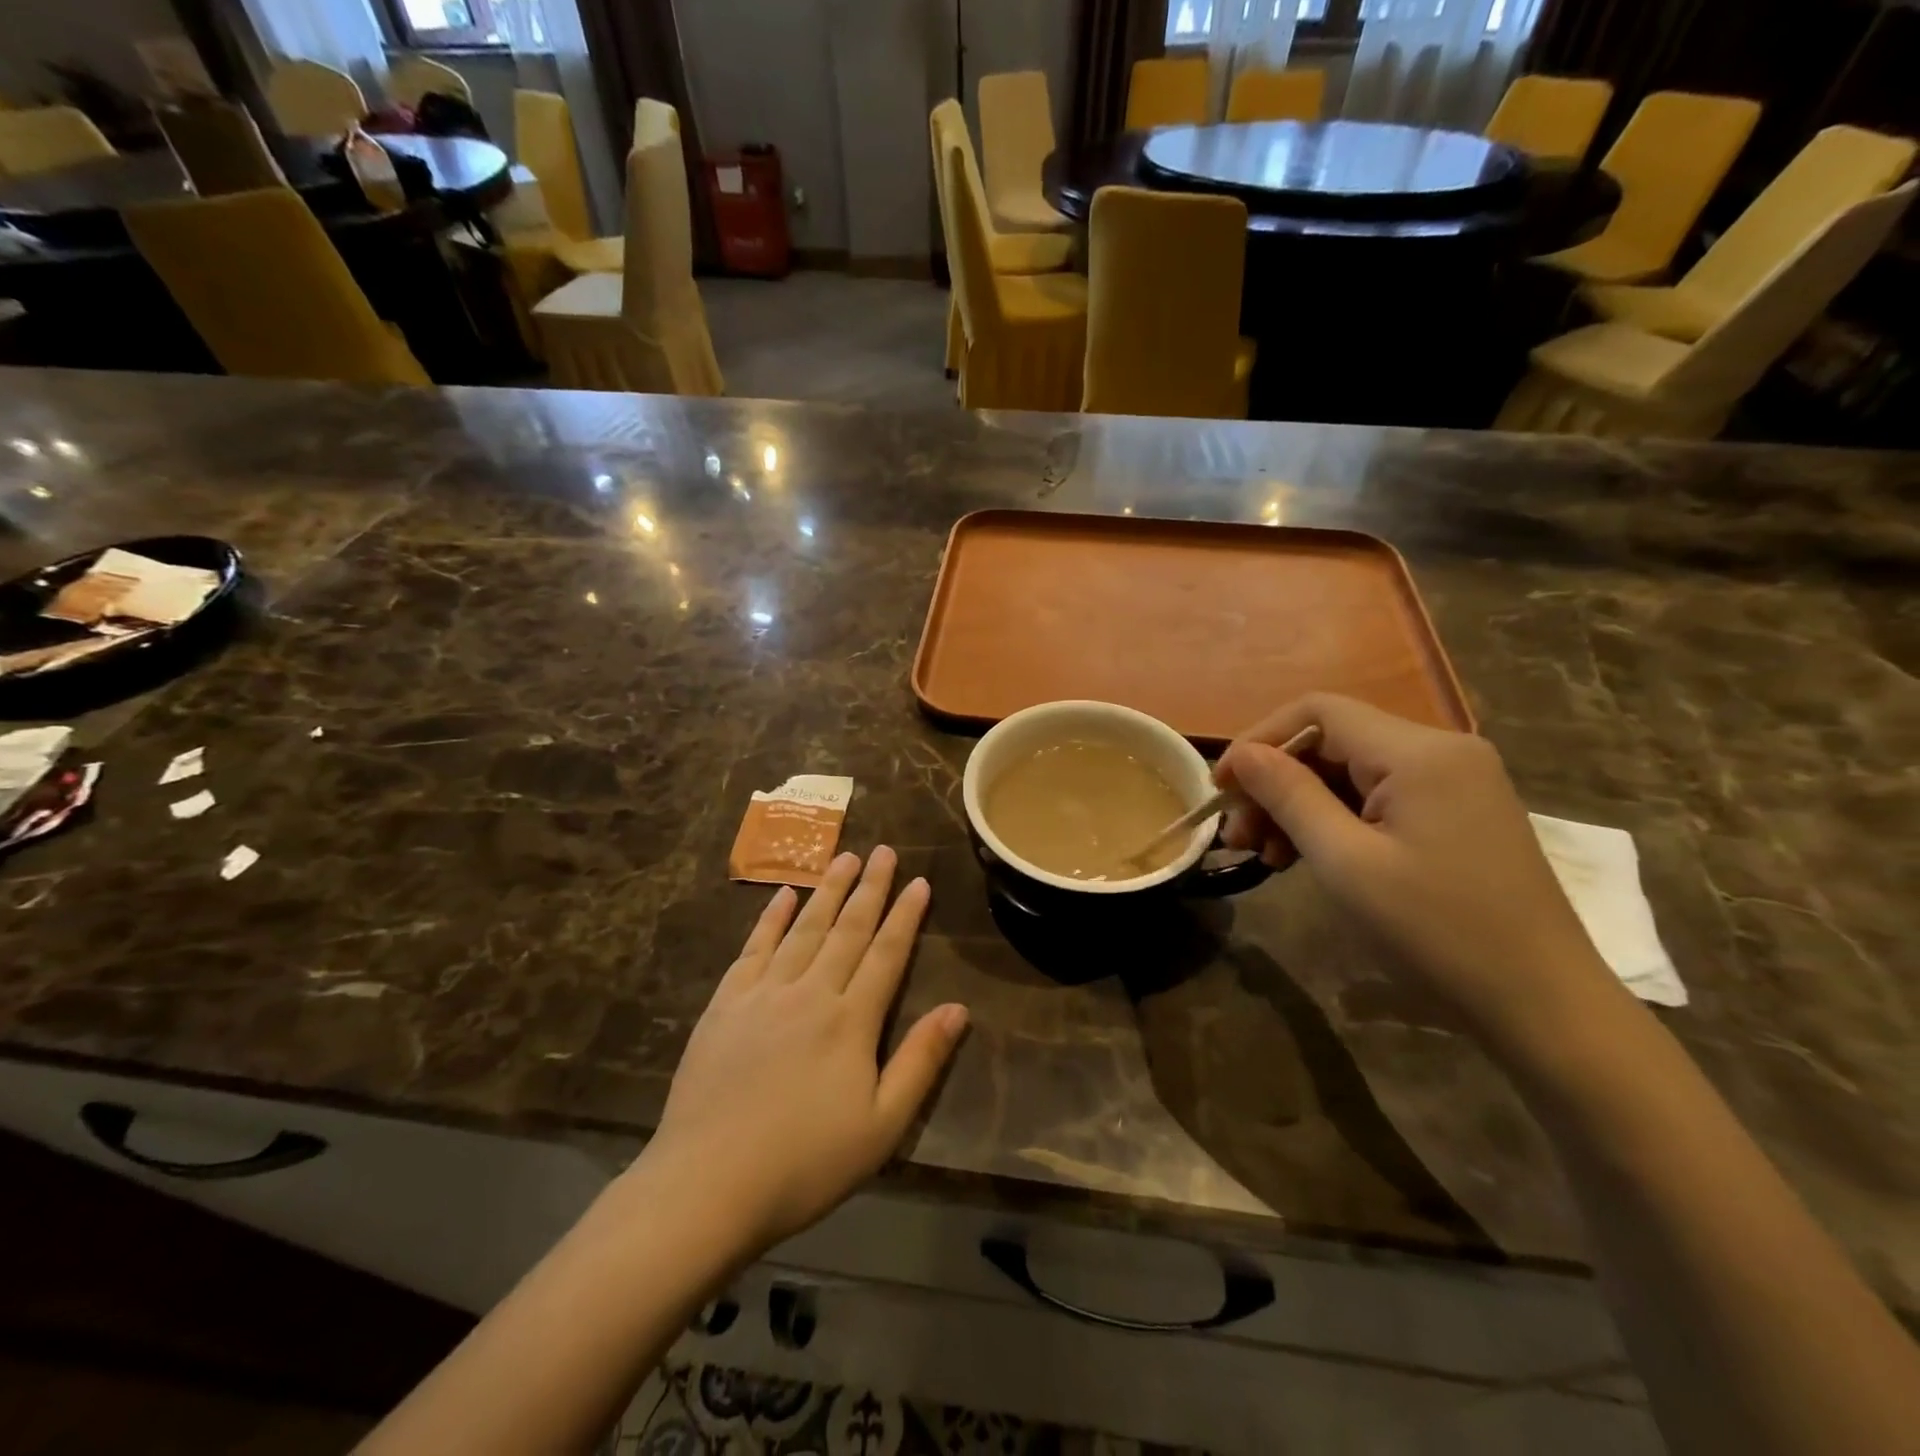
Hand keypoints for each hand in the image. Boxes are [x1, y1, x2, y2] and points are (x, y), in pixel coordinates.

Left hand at [633, 848, 967, 1258]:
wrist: (707, 1185)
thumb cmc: (804, 1163)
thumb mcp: (881, 1127)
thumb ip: (920, 1062)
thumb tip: (958, 1008)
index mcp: (851, 1021)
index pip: (886, 954)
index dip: (905, 916)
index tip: (919, 881)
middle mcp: (811, 993)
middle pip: (847, 929)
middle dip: (870, 888)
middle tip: (884, 850)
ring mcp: (764, 994)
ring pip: (804, 929)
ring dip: (827, 891)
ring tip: (844, 857)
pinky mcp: (726, 1004)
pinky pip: (754, 948)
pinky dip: (771, 919)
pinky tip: (783, 896)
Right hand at [1214, 694, 1619, 1046]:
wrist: (1543, 1005)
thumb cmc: (1436, 932)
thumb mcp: (1345, 862)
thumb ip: (1288, 795)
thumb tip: (1241, 754)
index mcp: (1419, 752)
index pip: (1318, 712)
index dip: (1259, 740)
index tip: (1220, 787)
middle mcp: (1441, 751)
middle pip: (1332, 742)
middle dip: (1276, 781)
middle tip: (1238, 835)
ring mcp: (1454, 782)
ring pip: (1351, 772)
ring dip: (1299, 805)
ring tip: (1264, 854)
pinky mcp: (1457, 813)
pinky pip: (1378, 797)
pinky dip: (1334, 820)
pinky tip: (1305, 856)